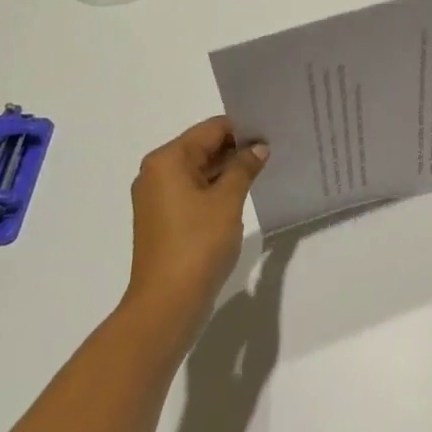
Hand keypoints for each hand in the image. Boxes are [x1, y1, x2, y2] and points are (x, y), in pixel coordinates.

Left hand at [125, 117, 268, 325]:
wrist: (167, 302)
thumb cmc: (197, 244)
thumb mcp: (228, 200)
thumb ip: (244, 167)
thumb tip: (259, 148)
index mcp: (167, 161)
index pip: (211, 129)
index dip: (243, 129)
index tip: (273, 132)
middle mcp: (156, 173)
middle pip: (203, 147)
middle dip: (237, 149)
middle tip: (274, 150)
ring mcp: (158, 198)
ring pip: (199, 170)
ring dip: (228, 170)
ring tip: (264, 170)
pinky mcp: (164, 219)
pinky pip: (194, 191)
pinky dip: (216, 188)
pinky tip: (243, 194)